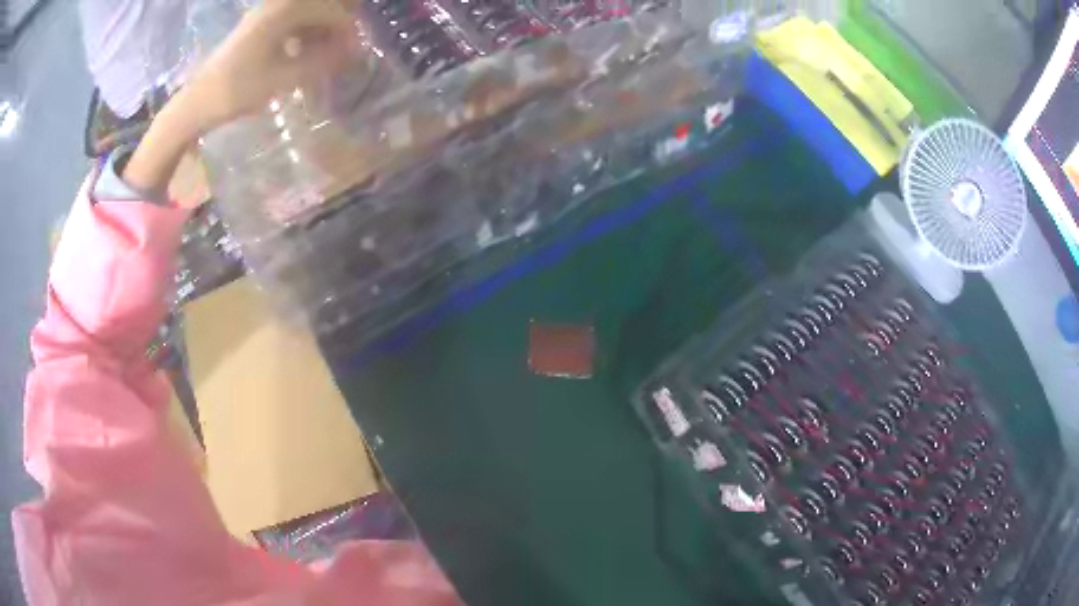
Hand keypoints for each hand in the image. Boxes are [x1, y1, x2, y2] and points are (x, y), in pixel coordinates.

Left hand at [122, 0, 357, 203]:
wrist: (196, 103)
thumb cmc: (236, 91)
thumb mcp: (282, 78)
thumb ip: (321, 62)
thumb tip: (355, 53)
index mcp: (283, 11)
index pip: (332, 10)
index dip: (348, 31)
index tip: (354, 56)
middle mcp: (277, 5)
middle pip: (322, 7)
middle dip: (337, 29)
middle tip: (342, 56)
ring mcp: (266, 14)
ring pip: (308, 14)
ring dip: (321, 33)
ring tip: (324, 59)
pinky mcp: (259, 26)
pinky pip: (293, 22)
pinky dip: (304, 36)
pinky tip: (302, 56)